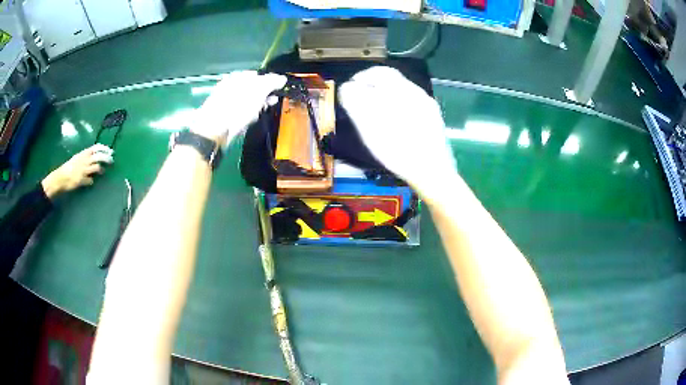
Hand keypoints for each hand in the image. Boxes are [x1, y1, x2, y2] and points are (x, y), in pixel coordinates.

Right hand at [41, 144, 113, 198]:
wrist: (60, 177)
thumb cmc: (69, 167)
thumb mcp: (77, 158)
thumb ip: (85, 157)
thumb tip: (94, 157)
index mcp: (83, 153)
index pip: (96, 147)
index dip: (104, 148)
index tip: (110, 150)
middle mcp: (84, 160)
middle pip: (99, 156)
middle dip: (107, 157)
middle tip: (112, 160)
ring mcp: (83, 170)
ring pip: (97, 167)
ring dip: (101, 169)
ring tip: (103, 171)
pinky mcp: (82, 180)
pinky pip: (90, 180)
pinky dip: (91, 181)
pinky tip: (91, 182)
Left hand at [190, 71, 286, 146]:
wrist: (215, 128)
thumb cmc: (238, 106)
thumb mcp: (259, 90)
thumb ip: (272, 82)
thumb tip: (282, 78)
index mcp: (238, 76)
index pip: (258, 75)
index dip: (270, 82)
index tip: (278, 90)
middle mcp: (231, 86)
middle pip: (252, 89)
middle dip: (263, 96)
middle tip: (271, 101)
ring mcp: (226, 102)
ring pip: (247, 102)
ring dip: (256, 107)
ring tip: (261, 111)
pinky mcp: (224, 116)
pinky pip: (240, 114)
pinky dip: (247, 116)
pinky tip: (249, 120)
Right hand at [339, 66, 456, 202]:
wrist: (433, 173)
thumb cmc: (399, 151)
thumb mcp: (370, 127)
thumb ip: (356, 103)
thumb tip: (348, 88)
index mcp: (403, 91)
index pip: (380, 72)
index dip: (362, 77)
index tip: (351, 87)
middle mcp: (418, 93)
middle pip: (393, 81)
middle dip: (374, 86)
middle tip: (360, 98)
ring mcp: (428, 106)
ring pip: (403, 93)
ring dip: (385, 96)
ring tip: (374, 110)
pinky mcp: (433, 119)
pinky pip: (412, 104)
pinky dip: (397, 106)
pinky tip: (393, 121)